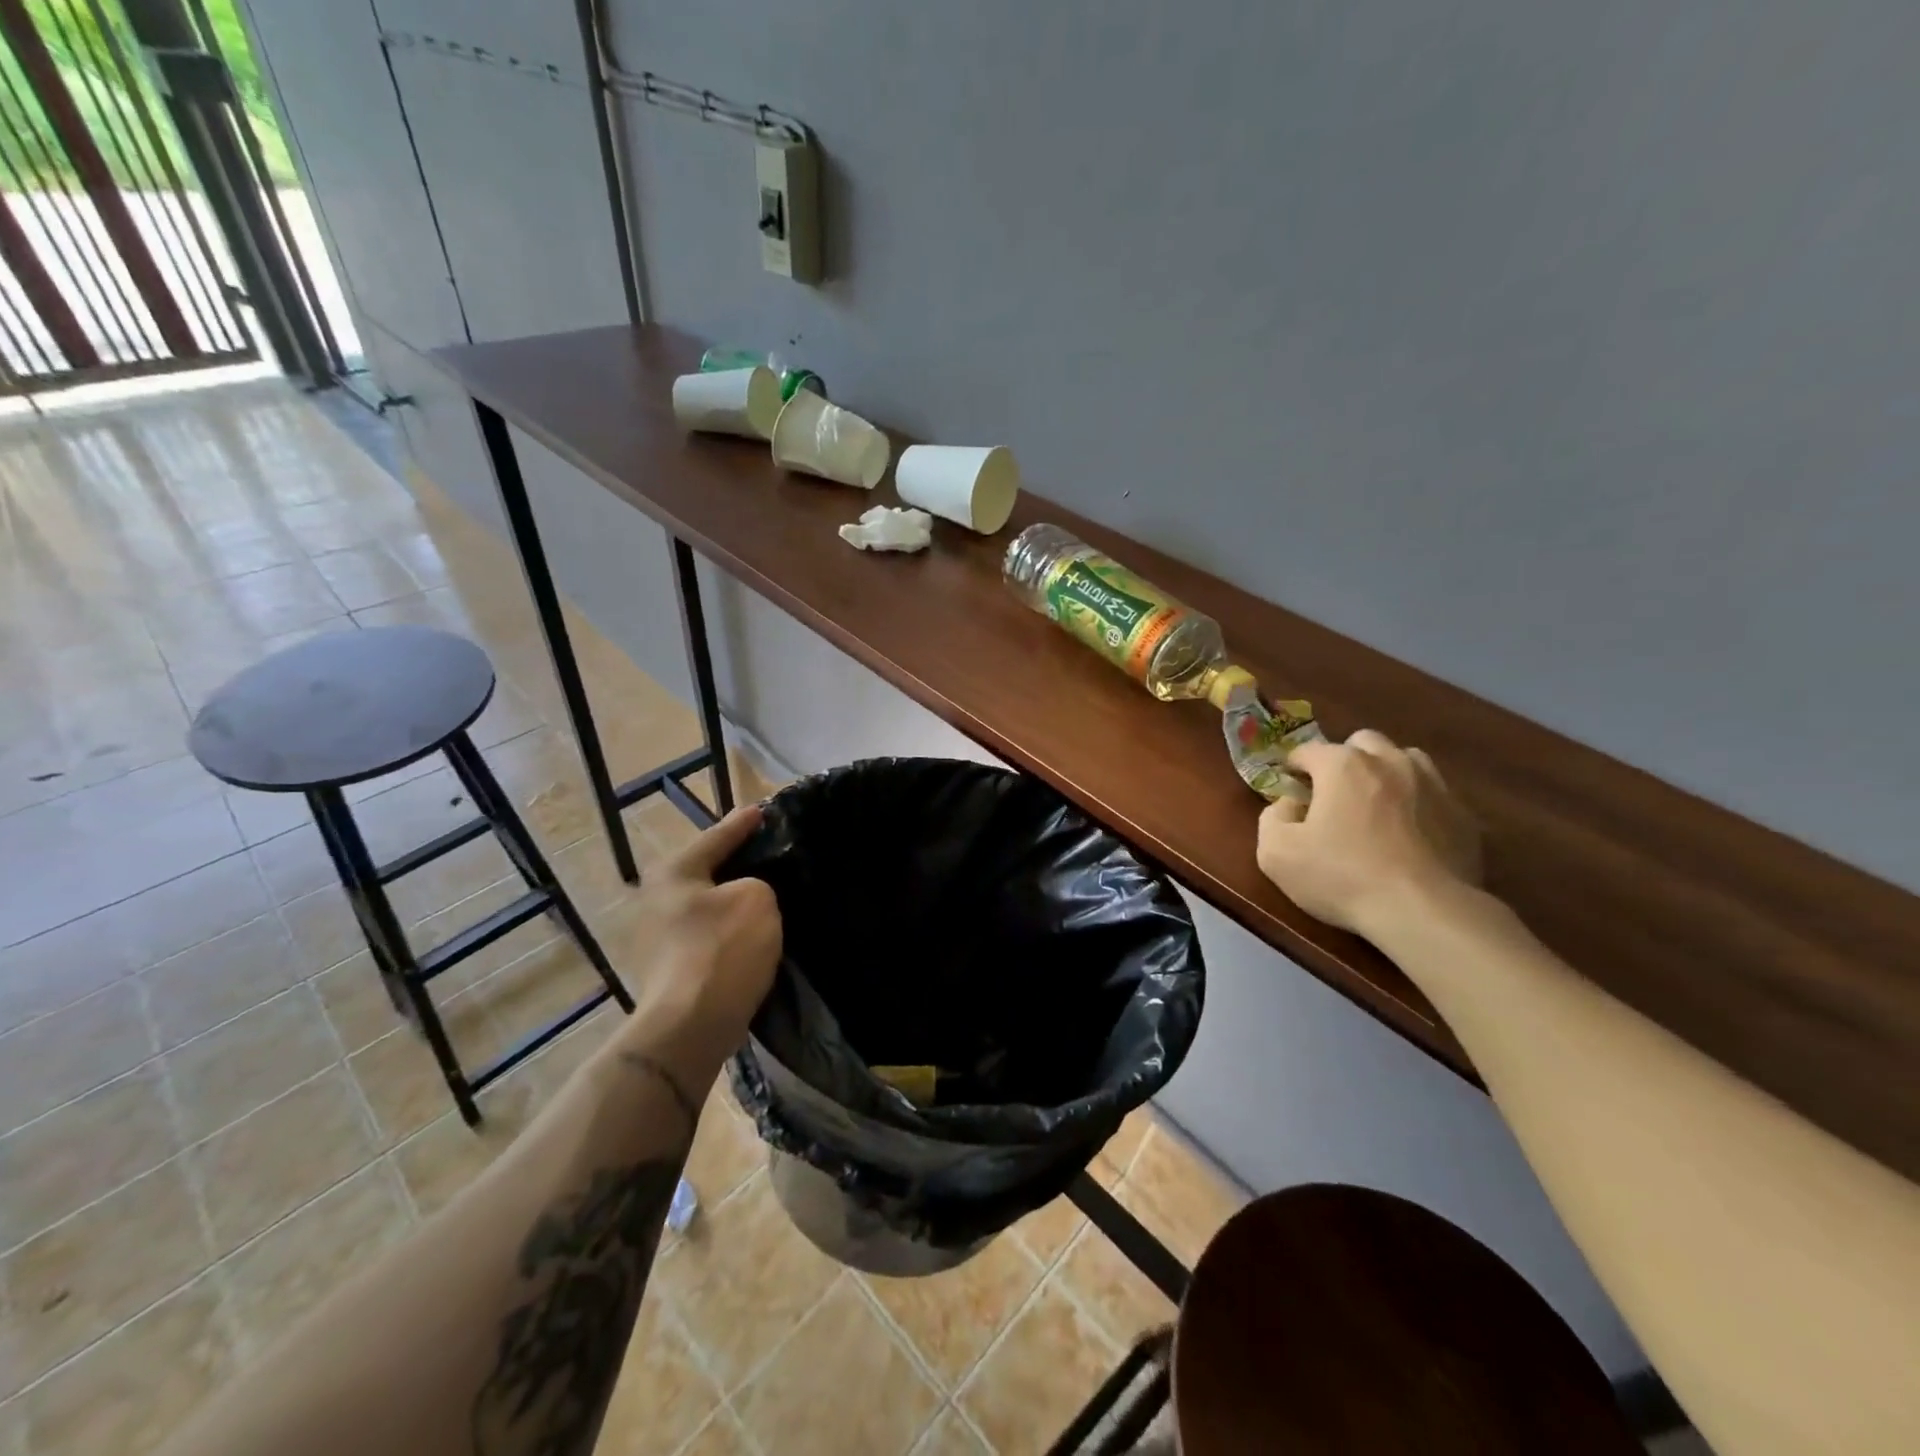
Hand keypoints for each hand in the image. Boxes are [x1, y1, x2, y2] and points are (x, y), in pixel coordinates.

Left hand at [615, 805, 781, 1062]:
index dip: (743, 824)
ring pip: (706, 907)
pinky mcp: (667, 971)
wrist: (689, 1028)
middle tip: (769, 854)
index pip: (717, 836)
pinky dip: (727, 932)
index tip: (762, 811)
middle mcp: (655, 899)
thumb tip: (746, 897)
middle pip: (706, 872)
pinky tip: (751, 935)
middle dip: (736, 865)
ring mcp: (656, 939)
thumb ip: (757, 884)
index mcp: (673, 872)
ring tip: (766, 896)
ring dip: (732, 903)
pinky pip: (706, 937)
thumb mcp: (757, 898)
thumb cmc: (722, 950)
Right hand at [1256, 730, 1482, 941]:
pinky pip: (1435, 795)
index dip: (1293, 768)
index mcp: (1342, 765)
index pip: (1307, 750)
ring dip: (1386, 773)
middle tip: (1334, 794)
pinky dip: (1418, 804)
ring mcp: (1434, 785)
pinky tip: (1411, 834)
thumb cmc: (1341, 877)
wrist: (1423, 912)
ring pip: (1405, 759)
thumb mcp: (1275, 853)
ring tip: (1377, 806)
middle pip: (1362, 742)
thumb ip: (1272, 817)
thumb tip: (1289, 804)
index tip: (1289, 792)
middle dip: (1344, 760)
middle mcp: (1390, 762)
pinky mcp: (1463, 815)